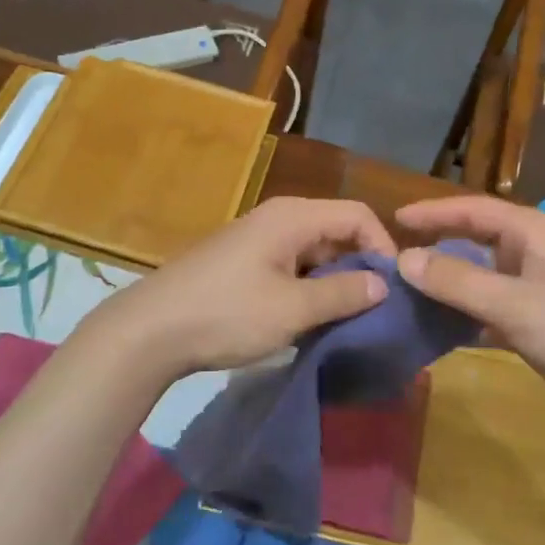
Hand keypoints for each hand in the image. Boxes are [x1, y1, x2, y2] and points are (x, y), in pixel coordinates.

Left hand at [88, 198, 395, 383]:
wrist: (151, 329)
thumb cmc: (227, 313)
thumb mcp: (292, 309)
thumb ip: (343, 294)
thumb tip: (383, 283)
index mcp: (293, 217)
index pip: (357, 215)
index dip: (383, 247)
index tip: (393, 290)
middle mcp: (277, 218)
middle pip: (336, 230)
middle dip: (360, 266)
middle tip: (375, 310)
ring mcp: (257, 239)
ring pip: (314, 251)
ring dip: (334, 281)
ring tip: (347, 320)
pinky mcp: (243, 261)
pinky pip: (291, 265)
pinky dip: (308, 287)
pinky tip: (310, 319)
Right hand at [395, 196, 544, 439]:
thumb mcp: (517, 305)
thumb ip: (458, 281)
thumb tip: (404, 258)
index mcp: (534, 233)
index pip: (472, 210)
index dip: (432, 213)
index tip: (392, 220)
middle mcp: (535, 254)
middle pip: (475, 243)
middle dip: (436, 250)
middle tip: (392, 264)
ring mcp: (541, 291)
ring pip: (483, 280)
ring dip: (449, 288)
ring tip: (406, 299)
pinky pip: (494, 311)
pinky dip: (468, 318)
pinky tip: (441, 333)